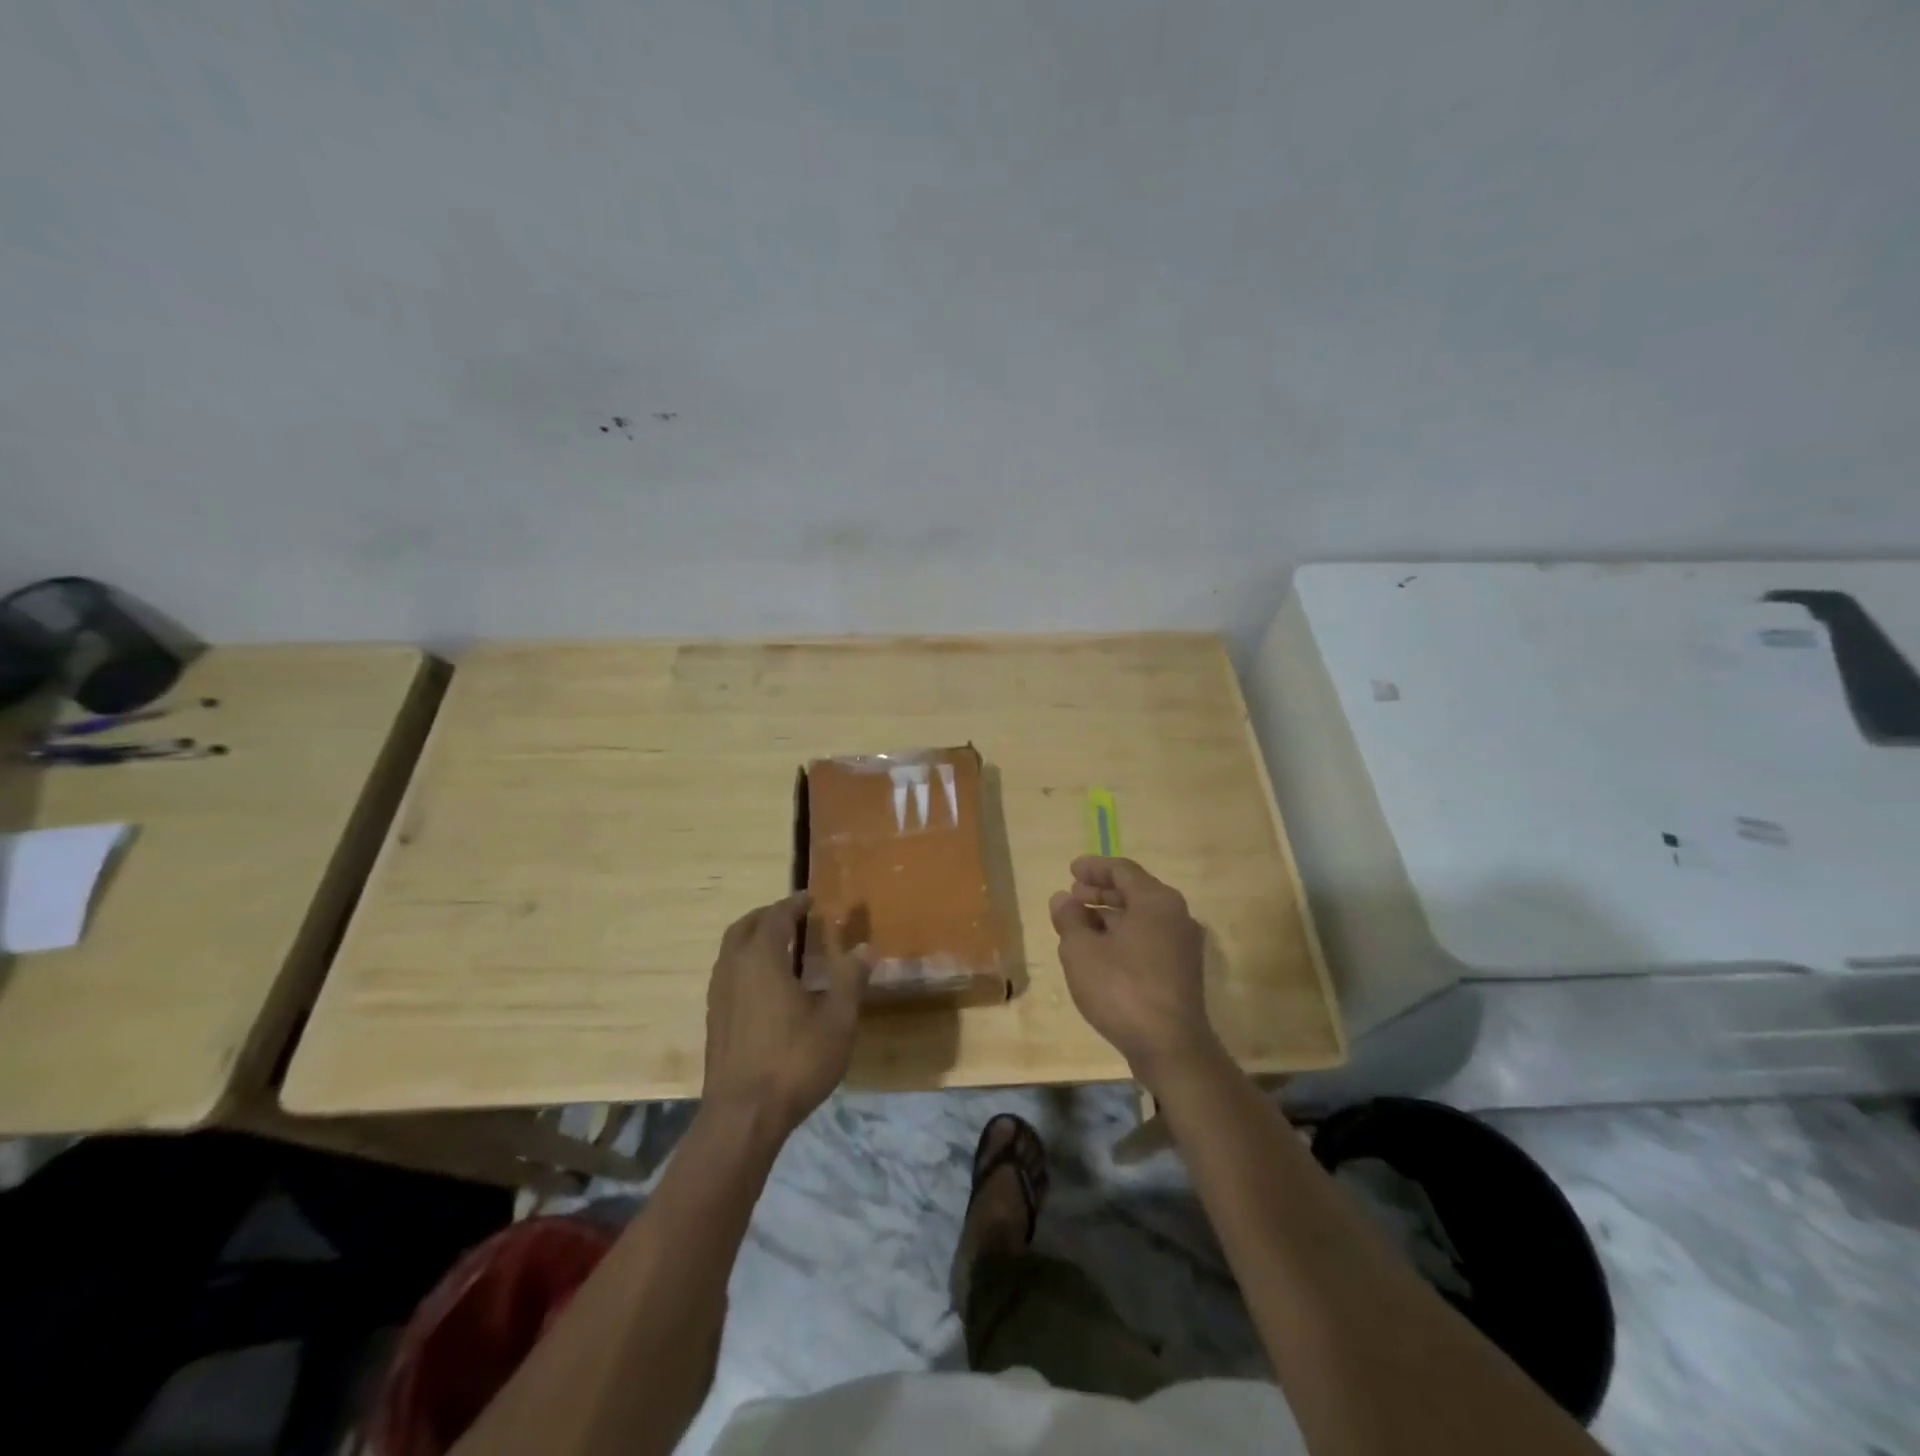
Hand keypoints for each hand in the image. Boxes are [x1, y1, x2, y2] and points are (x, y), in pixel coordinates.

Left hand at [702, 893, 870, 1137]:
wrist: (743, 1117)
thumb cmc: (794, 1060)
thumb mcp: (837, 1019)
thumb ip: (851, 979)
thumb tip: (864, 948)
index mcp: (762, 958)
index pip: (775, 917)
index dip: (794, 904)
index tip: (811, 899)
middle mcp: (733, 969)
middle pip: (745, 927)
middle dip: (768, 916)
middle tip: (793, 916)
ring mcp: (718, 996)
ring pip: (731, 951)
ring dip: (753, 939)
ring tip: (781, 946)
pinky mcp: (715, 1021)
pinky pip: (728, 974)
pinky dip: (746, 963)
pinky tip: (766, 986)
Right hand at [1050, 857, 1222, 1085]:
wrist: (1170, 1047)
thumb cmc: (1122, 988)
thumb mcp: (1081, 951)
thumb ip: (1069, 919)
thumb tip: (1063, 898)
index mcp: (1156, 901)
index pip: (1122, 871)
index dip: (1094, 868)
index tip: (1071, 870)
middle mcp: (1176, 915)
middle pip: (1135, 892)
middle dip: (1101, 892)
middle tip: (1073, 895)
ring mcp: (1183, 945)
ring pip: (1142, 917)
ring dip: (1110, 916)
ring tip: (1080, 924)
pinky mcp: (1183, 971)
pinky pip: (1150, 939)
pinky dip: (1124, 936)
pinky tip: (1101, 951)